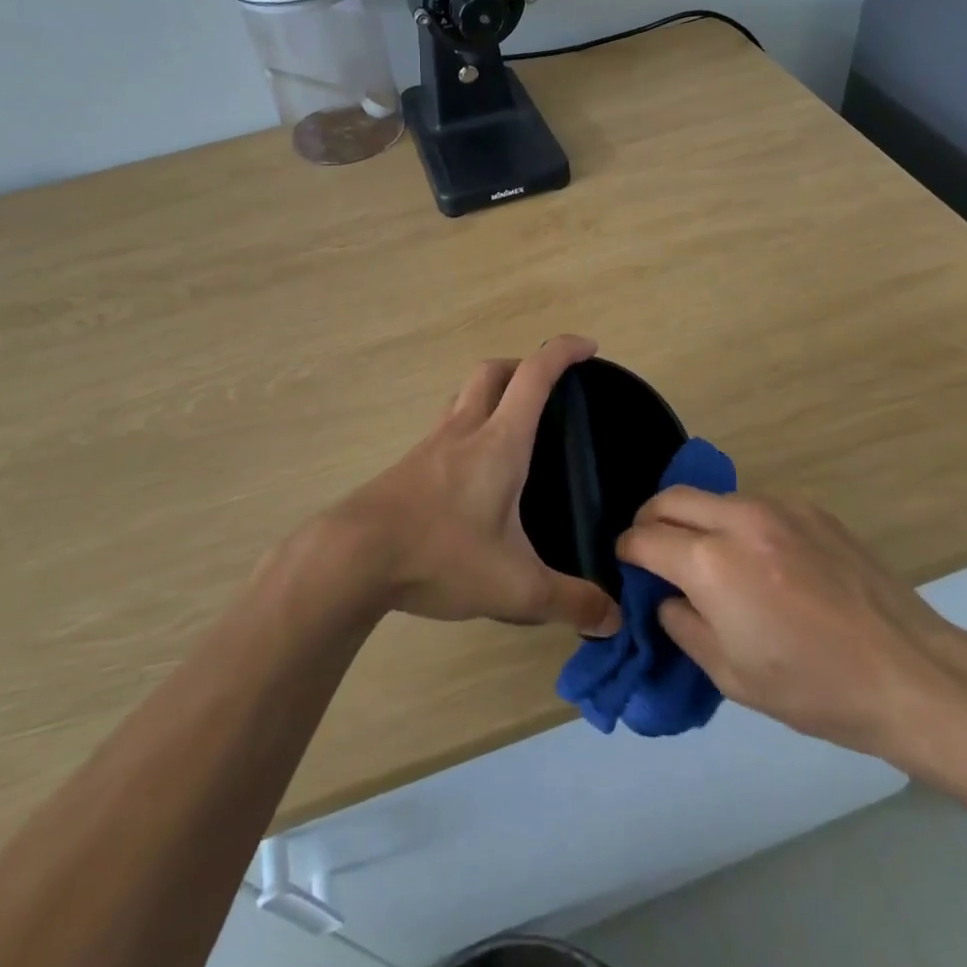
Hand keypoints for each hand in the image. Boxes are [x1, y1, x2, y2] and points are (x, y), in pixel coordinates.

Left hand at [320, 336, 621, 637]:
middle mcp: (464, 430)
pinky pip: (445, 426)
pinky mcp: (408, 466)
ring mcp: (430, 445)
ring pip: (464, 395)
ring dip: (491, 392)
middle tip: (548, 386)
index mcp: (499, 442)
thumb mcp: (514, 586)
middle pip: (493, 371)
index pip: (534, 375)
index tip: (588, 346)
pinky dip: (467, 425)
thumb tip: (613, 619)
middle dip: (524, 364)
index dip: (563, 352)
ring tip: (511, 423)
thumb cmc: (440, 555)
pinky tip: (471, 470)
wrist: (353, 556)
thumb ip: (569, 601)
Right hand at [616, 492, 966, 758]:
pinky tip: (763, 561)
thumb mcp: (730, 676)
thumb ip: (682, 626)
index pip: (645, 538)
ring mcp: (778, 507)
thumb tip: (667, 597)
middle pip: (671, 498)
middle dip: (650, 520)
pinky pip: (755, 505)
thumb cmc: (814, 688)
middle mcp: (738, 519)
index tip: (626, 563)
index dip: (627, 550)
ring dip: (697, 520)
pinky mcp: (811, 508)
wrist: (911, 674)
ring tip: (711, 558)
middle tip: (654, 550)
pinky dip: (739, 524)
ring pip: (713, 498)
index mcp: (712, 563)